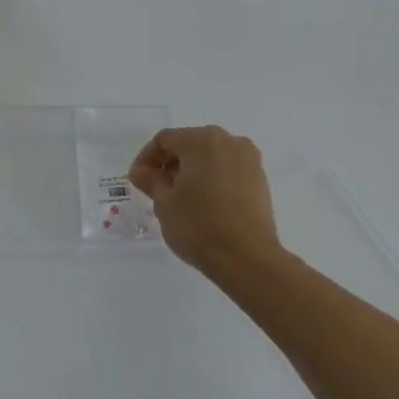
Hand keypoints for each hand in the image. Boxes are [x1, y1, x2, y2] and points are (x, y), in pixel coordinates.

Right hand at [129, 126, 280, 274]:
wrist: (247, 258)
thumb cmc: (198, 225)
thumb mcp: (164, 202)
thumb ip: (150, 180)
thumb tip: (142, 171)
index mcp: (202, 141)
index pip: (164, 140)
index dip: (146, 158)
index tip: (138, 182)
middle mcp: (229, 141)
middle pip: (189, 143)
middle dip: (170, 163)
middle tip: (157, 188)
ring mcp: (249, 159)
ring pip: (210, 156)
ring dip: (191, 170)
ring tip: (180, 197)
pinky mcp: (260, 179)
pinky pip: (228, 169)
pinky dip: (211, 178)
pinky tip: (204, 202)